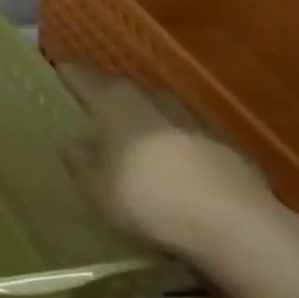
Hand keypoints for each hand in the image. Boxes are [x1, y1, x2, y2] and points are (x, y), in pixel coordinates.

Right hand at [58, 64, 280, 262]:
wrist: (237, 227)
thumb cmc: (150, 199)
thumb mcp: (96, 187)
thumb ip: (81, 161)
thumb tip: (74, 142)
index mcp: (119, 105)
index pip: (88, 79)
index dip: (72, 75)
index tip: (60, 69)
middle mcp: (156, 103)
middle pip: (129, 89)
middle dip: (110, 91)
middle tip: (93, 99)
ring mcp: (197, 124)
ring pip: (162, 109)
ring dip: (146, 114)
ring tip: (131, 128)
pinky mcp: (229, 150)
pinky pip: (188, 135)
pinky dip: (174, 140)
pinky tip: (171, 159)